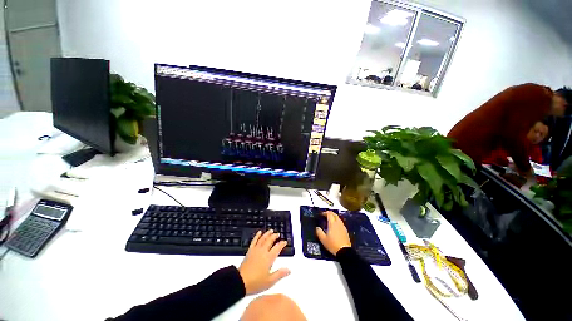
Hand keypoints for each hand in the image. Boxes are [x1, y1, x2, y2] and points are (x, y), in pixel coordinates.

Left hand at [238, 230, 289, 294]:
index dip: (282, 244)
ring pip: (263, 238)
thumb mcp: (270, 281)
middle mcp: (263, 251)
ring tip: (271, 230)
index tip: (285, 242)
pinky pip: (254, 241)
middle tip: (278, 234)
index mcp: (269, 258)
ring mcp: (256, 250)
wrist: (240, 281)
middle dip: (275, 236)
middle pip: (270, 240)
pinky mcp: (250, 251)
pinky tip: (259, 232)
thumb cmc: (255, 282)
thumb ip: (280, 274)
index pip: (277, 248)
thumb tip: (288, 270)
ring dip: (267, 234)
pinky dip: (257, 236)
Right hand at [315, 211, 350, 254]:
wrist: (344, 251)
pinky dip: (337, 221)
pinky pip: (341, 222)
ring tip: (330, 219)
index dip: (325, 213)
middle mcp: (338, 223)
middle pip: (334, 214)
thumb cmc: (333, 244)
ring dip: (334, 217)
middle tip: (325, 215)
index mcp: (332, 224)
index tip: (321, 214)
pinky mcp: (345, 230)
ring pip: (338, 218)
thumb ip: (319, 232)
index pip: (329, 214)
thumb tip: (317, 227)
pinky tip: (335, 226)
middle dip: (330, 213)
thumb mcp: (323, 239)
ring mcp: (343, 227)